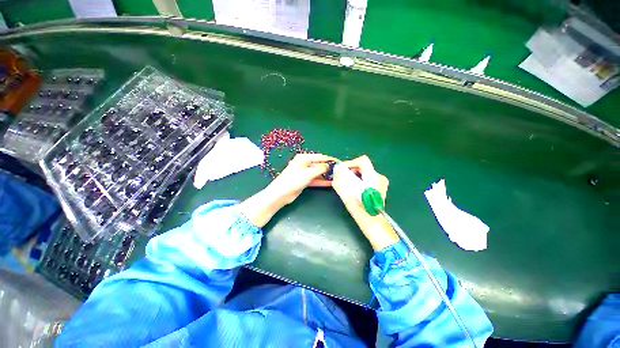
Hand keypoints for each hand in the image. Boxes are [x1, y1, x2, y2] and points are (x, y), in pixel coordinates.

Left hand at [267, 153, 334, 204]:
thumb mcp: (308, 173)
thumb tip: (329, 165)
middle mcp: (304, 163)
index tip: (339, 162)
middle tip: (339, 171)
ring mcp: (304, 173)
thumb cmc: (293, 180)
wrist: (281, 194)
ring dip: (326, 175)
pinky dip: (321, 181)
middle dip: (328, 168)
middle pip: (319, 164)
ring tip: (337, 177)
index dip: (330, 159)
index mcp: (303, 158)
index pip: (320, 157)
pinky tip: (330, 183)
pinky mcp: (304, 181)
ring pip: (318, 172)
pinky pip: (315, 179)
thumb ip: (320, 168)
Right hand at [332, 156, 398, 250]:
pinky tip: (353, 188)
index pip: (362, 160)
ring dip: (353, 175)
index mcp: (373, 178)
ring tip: (346, 183)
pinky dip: (358, 179)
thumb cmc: (361, 211)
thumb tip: (337, 171)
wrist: (374, 224)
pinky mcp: (379, 187)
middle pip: (362, 166)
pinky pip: (366, 178)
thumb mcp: (348, 195)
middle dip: (350, 170)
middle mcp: (379, 177)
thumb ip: (341, 181)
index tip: (341, 171)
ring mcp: (381, 182)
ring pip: (364, 172)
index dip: (350, 163)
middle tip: (341, 177)